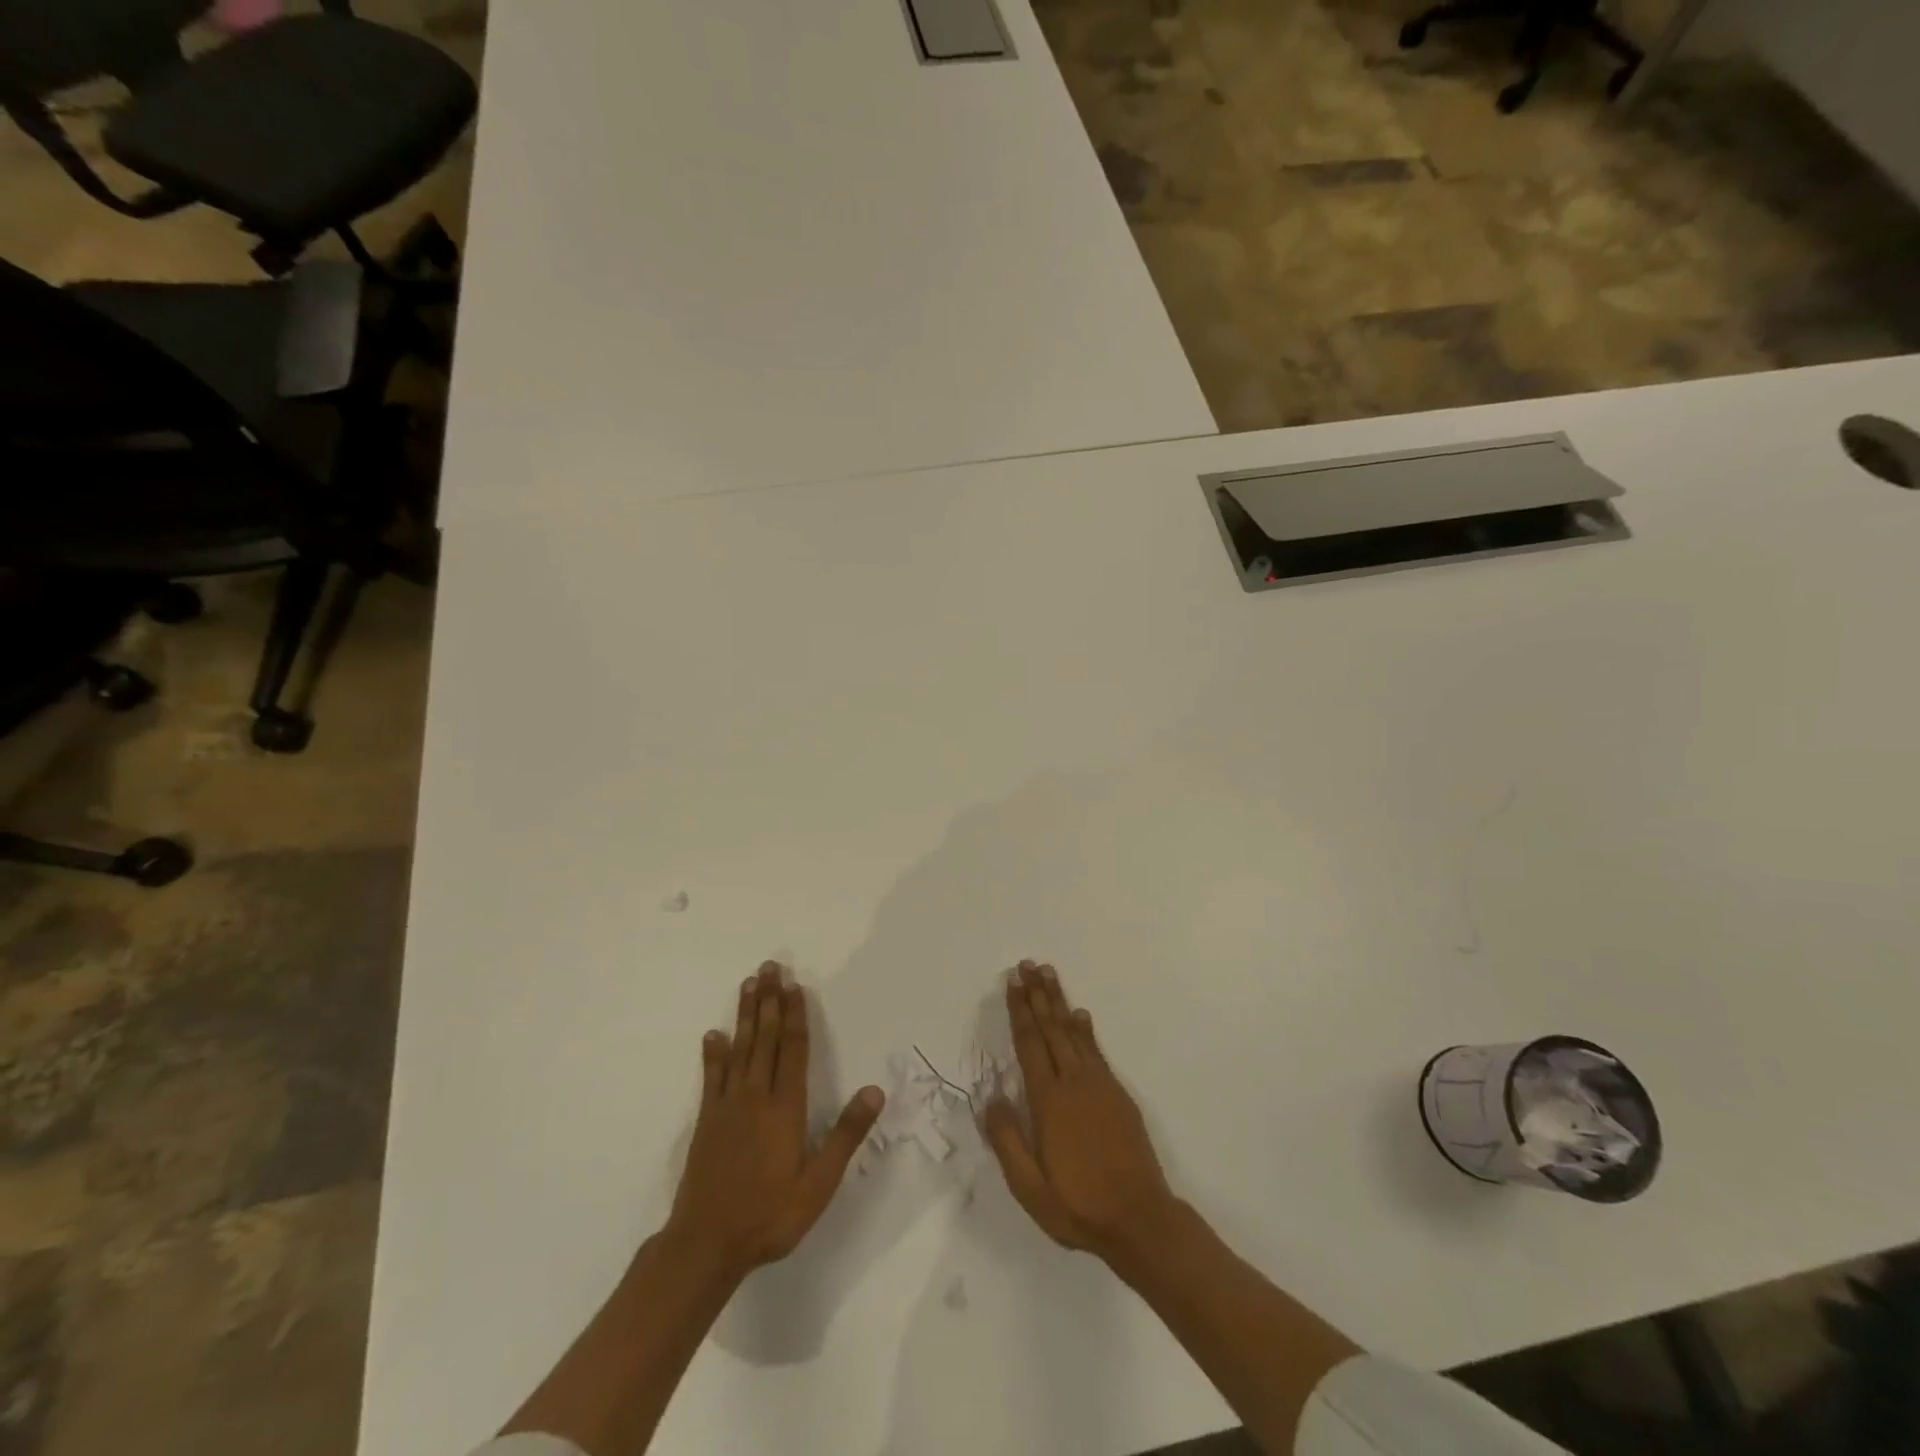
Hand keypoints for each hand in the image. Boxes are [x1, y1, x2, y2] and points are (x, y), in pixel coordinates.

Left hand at [665, 963, 883, 1281]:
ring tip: (748, 984)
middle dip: (770, 1000)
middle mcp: (757, 1096)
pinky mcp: (707, 1121)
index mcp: (785, 1107)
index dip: (796, 1015)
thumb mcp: (819, 1183)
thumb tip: (875, 1090)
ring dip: (746, 1015)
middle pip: (766, 1038)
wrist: (706, 1244)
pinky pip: (712, 1077)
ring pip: (740, 1048)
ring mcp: (728, 1106)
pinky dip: (713, 1053)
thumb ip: (846, 1135)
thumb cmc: (770, 1215)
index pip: (794, 1049)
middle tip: (770, 966)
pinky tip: (713, 1034)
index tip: (795, 985)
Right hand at [983, 961, 1177, 1263]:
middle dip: (1038, 995)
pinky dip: (1085, 1029)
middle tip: (1028, 964)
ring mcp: (1100, 1085)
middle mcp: (1074, 1083)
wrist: (1140, 1219)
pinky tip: (1081, 1015)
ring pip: (1074, 1033)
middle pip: (1051, 1029)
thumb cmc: (1079, 1206)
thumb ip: (1007, 1141)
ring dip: (1060, 1002)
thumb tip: (990, 1098)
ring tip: (1049, 974)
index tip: (1012, 983)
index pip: (1030, 1045)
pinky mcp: (1118, 1095)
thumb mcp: (1030, 1188)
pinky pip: (1096, 1051)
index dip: (1020, 1012)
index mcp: (1049, 1101)